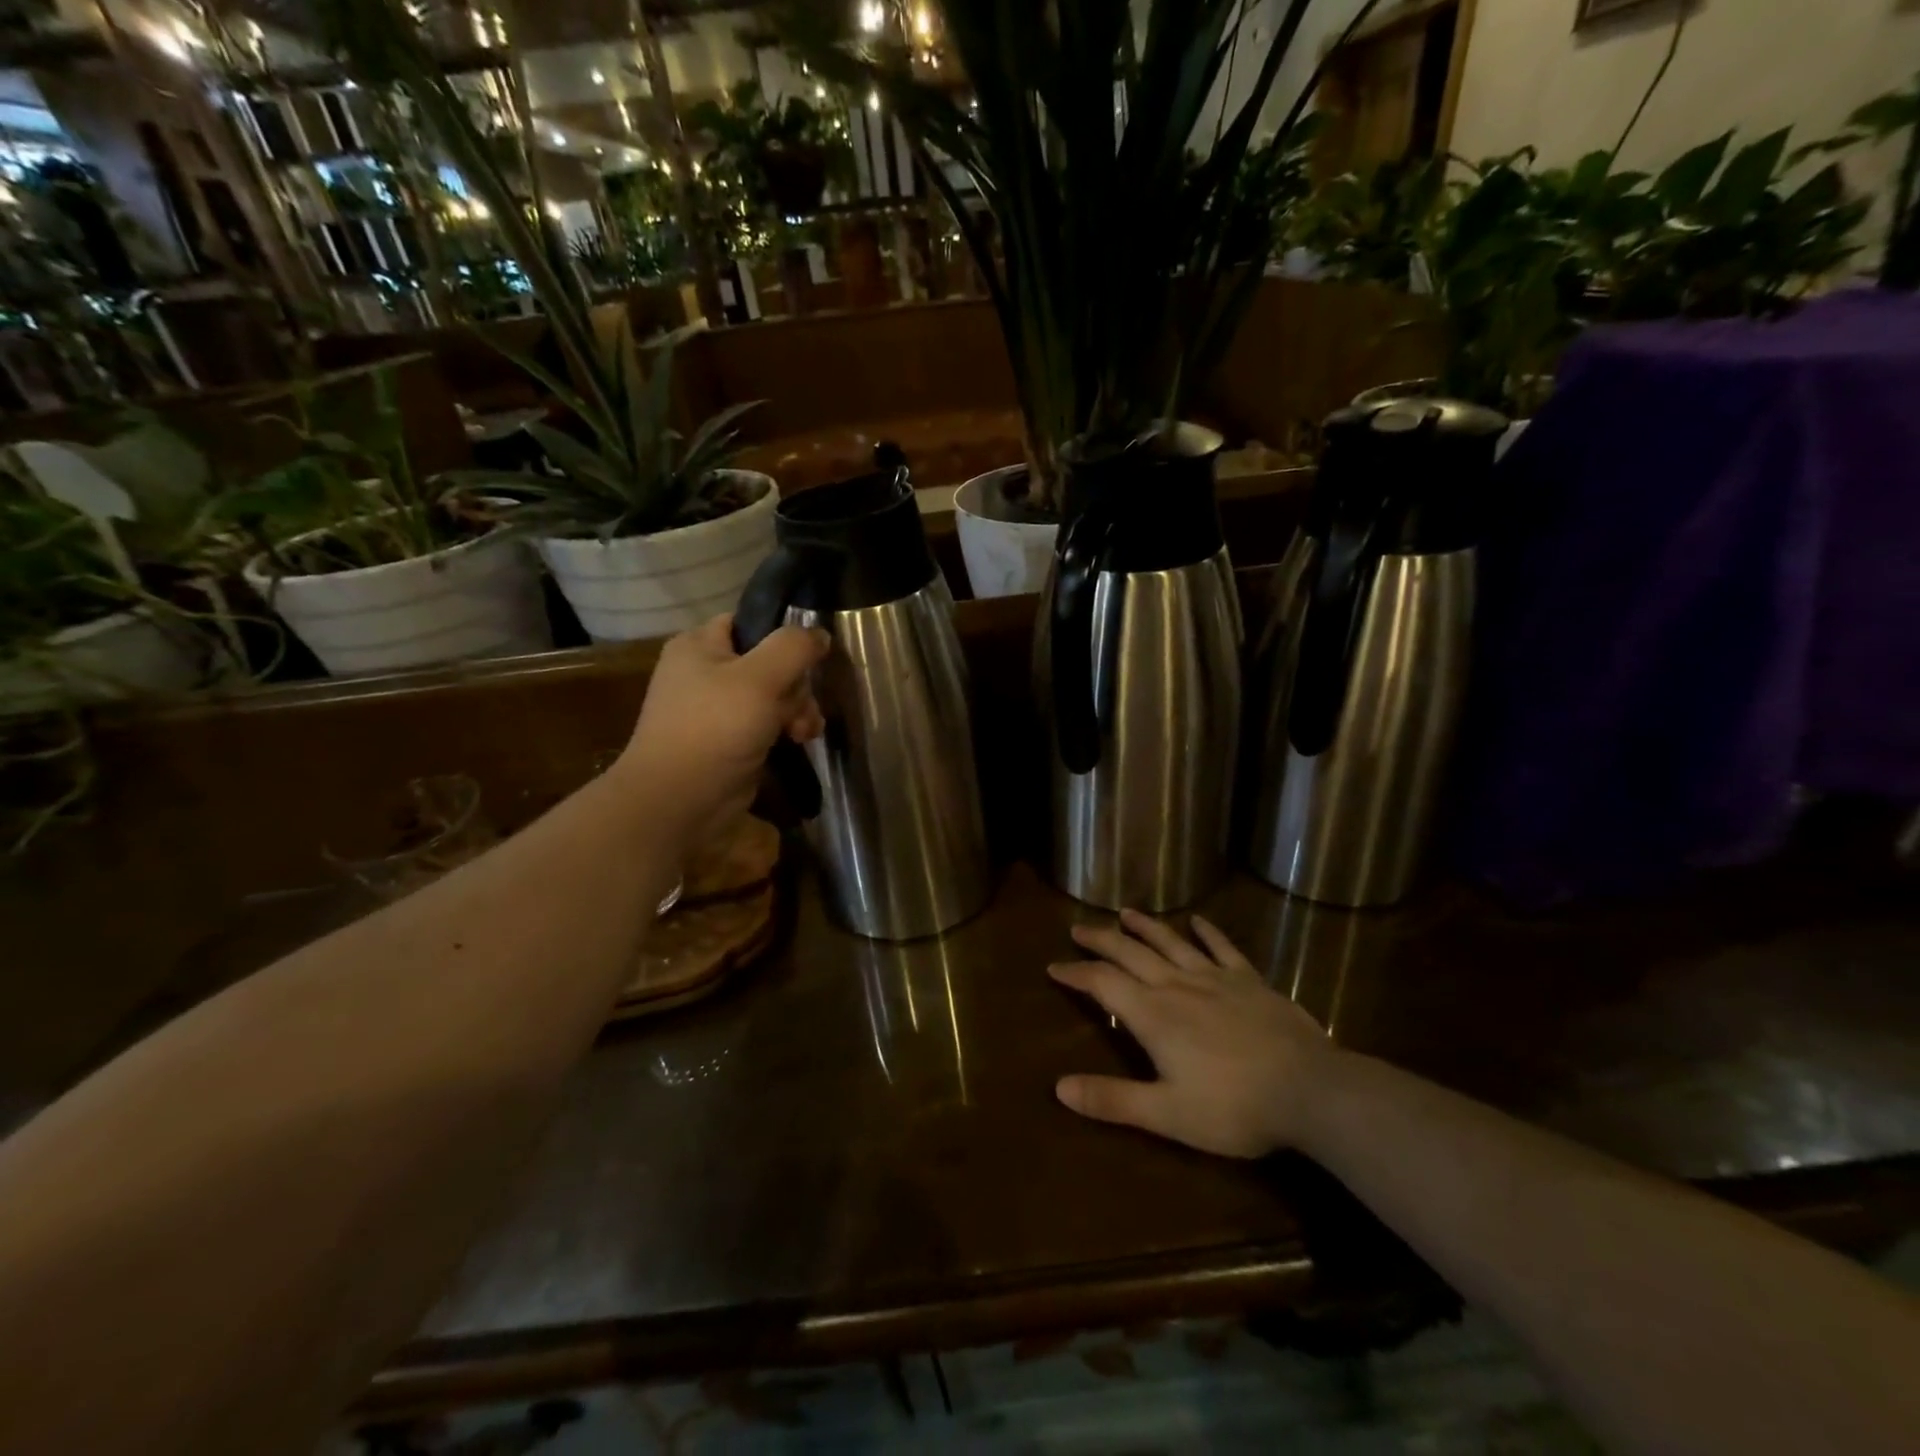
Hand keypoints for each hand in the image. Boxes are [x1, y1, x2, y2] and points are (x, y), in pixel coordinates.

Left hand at [615, 614, 828, 838]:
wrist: (679, 801)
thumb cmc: (715, 729)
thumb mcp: (760, 678)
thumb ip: (794, 647)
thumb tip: (819, 633)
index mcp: (700, 645)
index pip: (751, 622)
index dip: (783, 636)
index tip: (810, 658)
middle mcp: (706, 672)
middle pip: (770, 661)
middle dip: (796, 685)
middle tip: (802, 708)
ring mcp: (717, 709)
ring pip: (774, 695)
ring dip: (798, 710)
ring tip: (804, 732)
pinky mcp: (730, 740)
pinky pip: (767, 723)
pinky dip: (786, 730)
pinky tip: (798, 742)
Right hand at [1050, 910, 1337, 1157]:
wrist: (1310, 1091)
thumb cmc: (1234, 1107)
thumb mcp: (1167, 1114)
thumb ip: (1113, 1099)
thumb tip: (1058, 1088)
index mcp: (1153, 1014)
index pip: (1102, 983)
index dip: (1075, 973)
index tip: (1054, 966)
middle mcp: (1177, 985)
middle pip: (1130, 952)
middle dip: (1100, 939)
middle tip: (1078, 929)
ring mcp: (1216, 978)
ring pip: (1171, 942)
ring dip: (1145, 926)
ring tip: (1125, 912)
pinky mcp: (1249, 980)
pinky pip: (1222, 947)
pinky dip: (1207, 932)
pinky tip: (1198, 920)